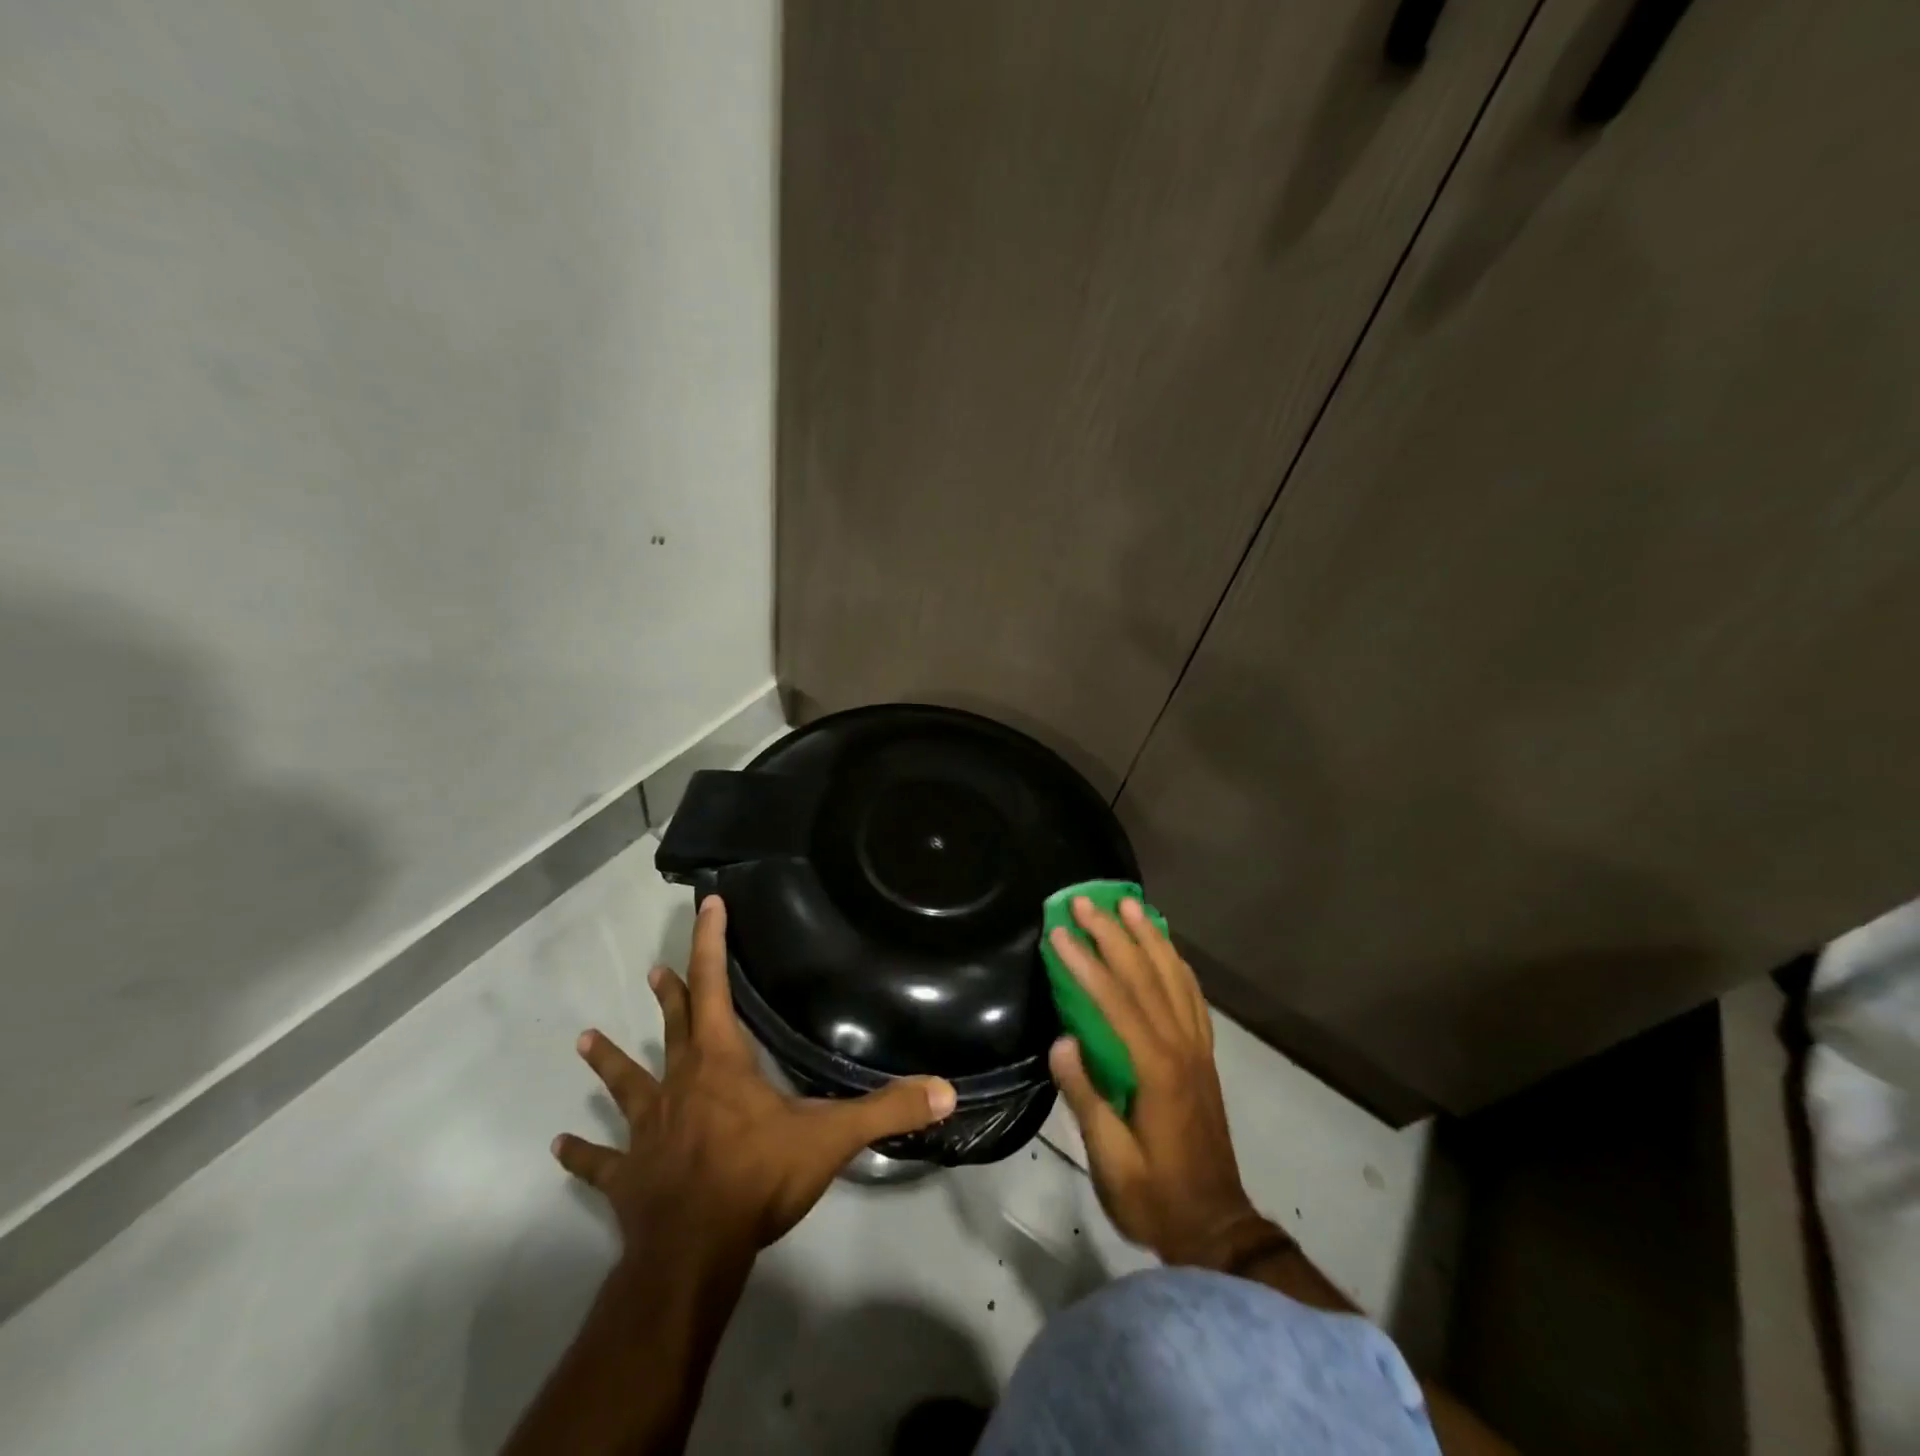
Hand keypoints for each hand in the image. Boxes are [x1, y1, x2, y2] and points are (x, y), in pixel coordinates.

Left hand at [553, 895, 957, 1253]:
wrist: (693, 1253)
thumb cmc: (756, 1180)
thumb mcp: (830, 1139)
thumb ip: (887, 1109)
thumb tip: (945, 1088)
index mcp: (721, 1063)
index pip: (714, 987)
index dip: (712, 943)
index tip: (708, 905)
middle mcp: (679, 1085)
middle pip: (674, 1028)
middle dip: (670, 995)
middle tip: (654, 969)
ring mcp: (648, 1130)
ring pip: (627, 1084)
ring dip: (611, 1062)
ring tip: (584, 1039)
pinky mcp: (628, 1176)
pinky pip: (601, 1162)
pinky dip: (584, 1153)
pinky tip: (561, 1143)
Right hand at [1046, 897, 1269, 1269]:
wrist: (1216, 1228)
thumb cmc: (1155, 1198)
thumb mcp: (1112, 1163)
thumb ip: (1087, 1099)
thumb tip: (1061, 1042)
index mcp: (1156, 1071)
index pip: (1117, 1002)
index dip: (1086, 964)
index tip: (1060, 933)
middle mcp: (1182, 1048)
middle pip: (1147, 977)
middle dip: (1114, 934)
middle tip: (1086, 901)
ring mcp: (1198, 1049)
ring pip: (1175, 978)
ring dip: (1149, 937)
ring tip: (1129, 904)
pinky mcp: (1204, 1056)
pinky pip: (1193, 997)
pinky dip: (1177, 964)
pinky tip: (1165, 948)